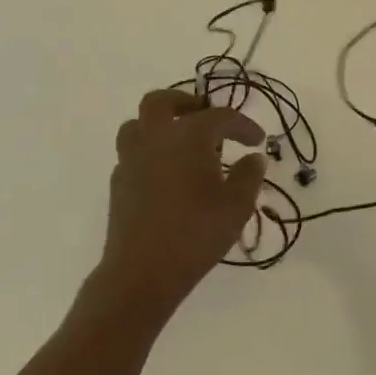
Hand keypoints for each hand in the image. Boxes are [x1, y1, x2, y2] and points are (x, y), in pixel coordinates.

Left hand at [95, 90, 267, 317]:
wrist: (141, 273)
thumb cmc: (196, 233)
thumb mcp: (238, 205)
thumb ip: (250, 175)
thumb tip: (253, 158)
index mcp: (188, 135)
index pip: (220, 116)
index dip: (243, 125)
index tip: (257, 140)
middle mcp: (156, 137)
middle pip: (162, 101)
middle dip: (186, 103)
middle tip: (206, 118)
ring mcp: (131, 159)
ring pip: (138, 123)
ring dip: (160, 124)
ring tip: (180, 142)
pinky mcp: (119, 183)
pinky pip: (132, 152)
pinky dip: (150, 151)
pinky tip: (166, 173)